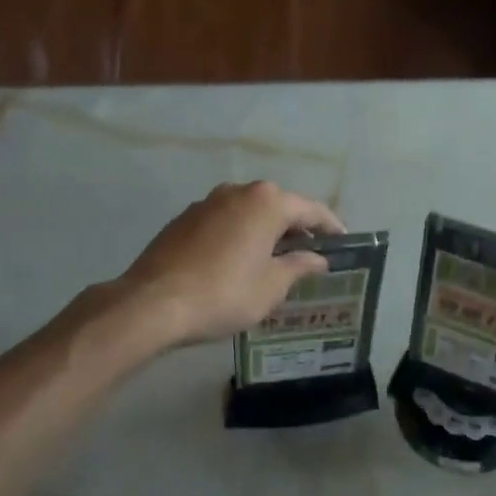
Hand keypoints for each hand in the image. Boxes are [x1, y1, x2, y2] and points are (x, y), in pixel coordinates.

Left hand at [115, 182, 345, 346]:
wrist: (152, 303)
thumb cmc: (223, 294)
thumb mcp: (271, 287)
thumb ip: (298, 266)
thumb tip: (317, 258)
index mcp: (267, 202)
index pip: (311, 210)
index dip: (330, 227)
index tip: (343, 243)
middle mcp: (238, 192)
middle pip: (279, 206)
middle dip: (296, 228)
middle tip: (311, 255)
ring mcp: (207, 202)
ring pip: (249, 212)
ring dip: (266, 231)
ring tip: (275, 259)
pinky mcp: (184, 219)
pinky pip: (225, 221)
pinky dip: (239, 235)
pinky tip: (239, 261)